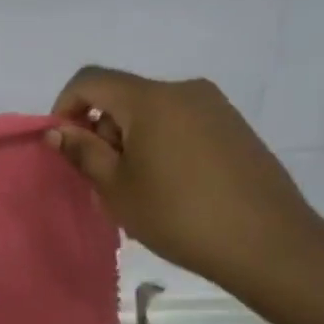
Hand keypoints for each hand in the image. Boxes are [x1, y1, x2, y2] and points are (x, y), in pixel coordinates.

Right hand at [47, 67, 323, 291]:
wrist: (267, 243)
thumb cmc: (178, 214)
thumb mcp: (116, 188)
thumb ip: (83, 152)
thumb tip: (57, 131)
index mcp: (150, 99)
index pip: (91, 80)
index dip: (66, 106)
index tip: (64, 144)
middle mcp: (184, 90)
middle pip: (123, 96)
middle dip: (102, 130)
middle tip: (103, 179)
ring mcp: (215, 107)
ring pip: (152, 112)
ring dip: (131, 140)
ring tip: (138, 188)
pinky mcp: (234, 128)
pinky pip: (181, 124)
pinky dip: (161, 144)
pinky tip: (171, 187)